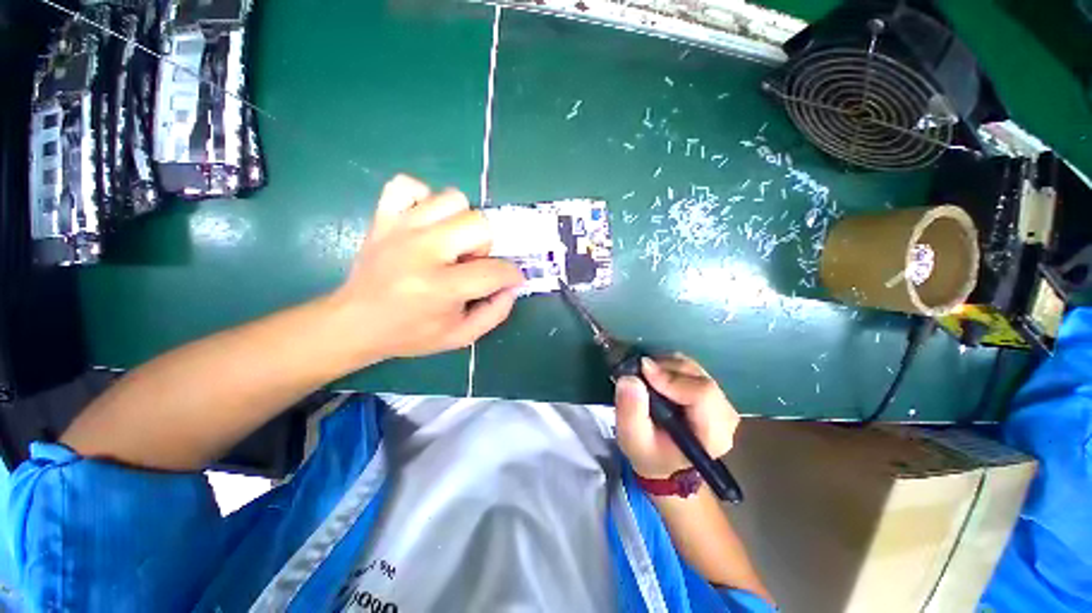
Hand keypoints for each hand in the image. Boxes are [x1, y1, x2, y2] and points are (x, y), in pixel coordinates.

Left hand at [329, 174, 524, 361]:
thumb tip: (513, 285)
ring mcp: (400, 228)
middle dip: (485, 246)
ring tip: (450, 244)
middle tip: (470, 263)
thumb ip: (496, 312)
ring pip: (453, 199)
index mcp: (440, 288)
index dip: (511, 275)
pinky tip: (426, 223)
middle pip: (479, 224)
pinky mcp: (383, 217)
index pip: (494, 271)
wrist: (355, 322)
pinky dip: (424, 199)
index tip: (510, 279)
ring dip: (461, 222)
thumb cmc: (411, 333)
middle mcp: (421, 251)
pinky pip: (409, 185)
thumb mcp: (461, 336)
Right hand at [615, 354, 739, 478]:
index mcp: (712, 435)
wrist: (662, 459)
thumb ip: (630, 411)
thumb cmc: (649, 452)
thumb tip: (630, 378)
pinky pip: (691, 368)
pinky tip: (655, 376)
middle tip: (639, 371)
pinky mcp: (711, 392)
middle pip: (700, 378)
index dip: (672, 378)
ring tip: (645, 375)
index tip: (643, 371)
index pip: (703, 394)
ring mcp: (720, 402)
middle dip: (666, 369)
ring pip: (695, 369)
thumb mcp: (632, 439)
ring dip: (666, 366)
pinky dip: (670, 365)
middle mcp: (724, 416)